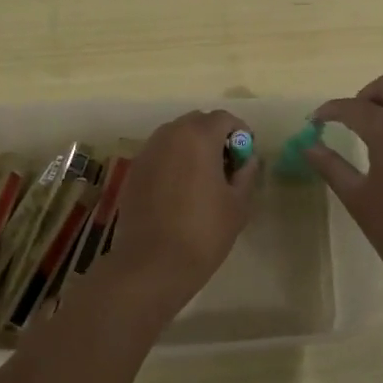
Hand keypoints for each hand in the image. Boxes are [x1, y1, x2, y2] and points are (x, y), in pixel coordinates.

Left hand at [96, 109, 260, 312]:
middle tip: (226, 166)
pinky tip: (180, 191)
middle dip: (214, 137)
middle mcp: (169, 135)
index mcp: (198, 137)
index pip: (224, 118)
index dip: (240, 133)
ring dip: (192, 148)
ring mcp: (147, 152)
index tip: (245, 156)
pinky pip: (160, 154)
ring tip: (203, 179)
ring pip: (175, 137)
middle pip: (197, 122)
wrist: (153, 263)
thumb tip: (248, 158)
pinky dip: (173, 161)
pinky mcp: (134, 170)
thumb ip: (247, 172)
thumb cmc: (204, 231)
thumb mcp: (238, 203)